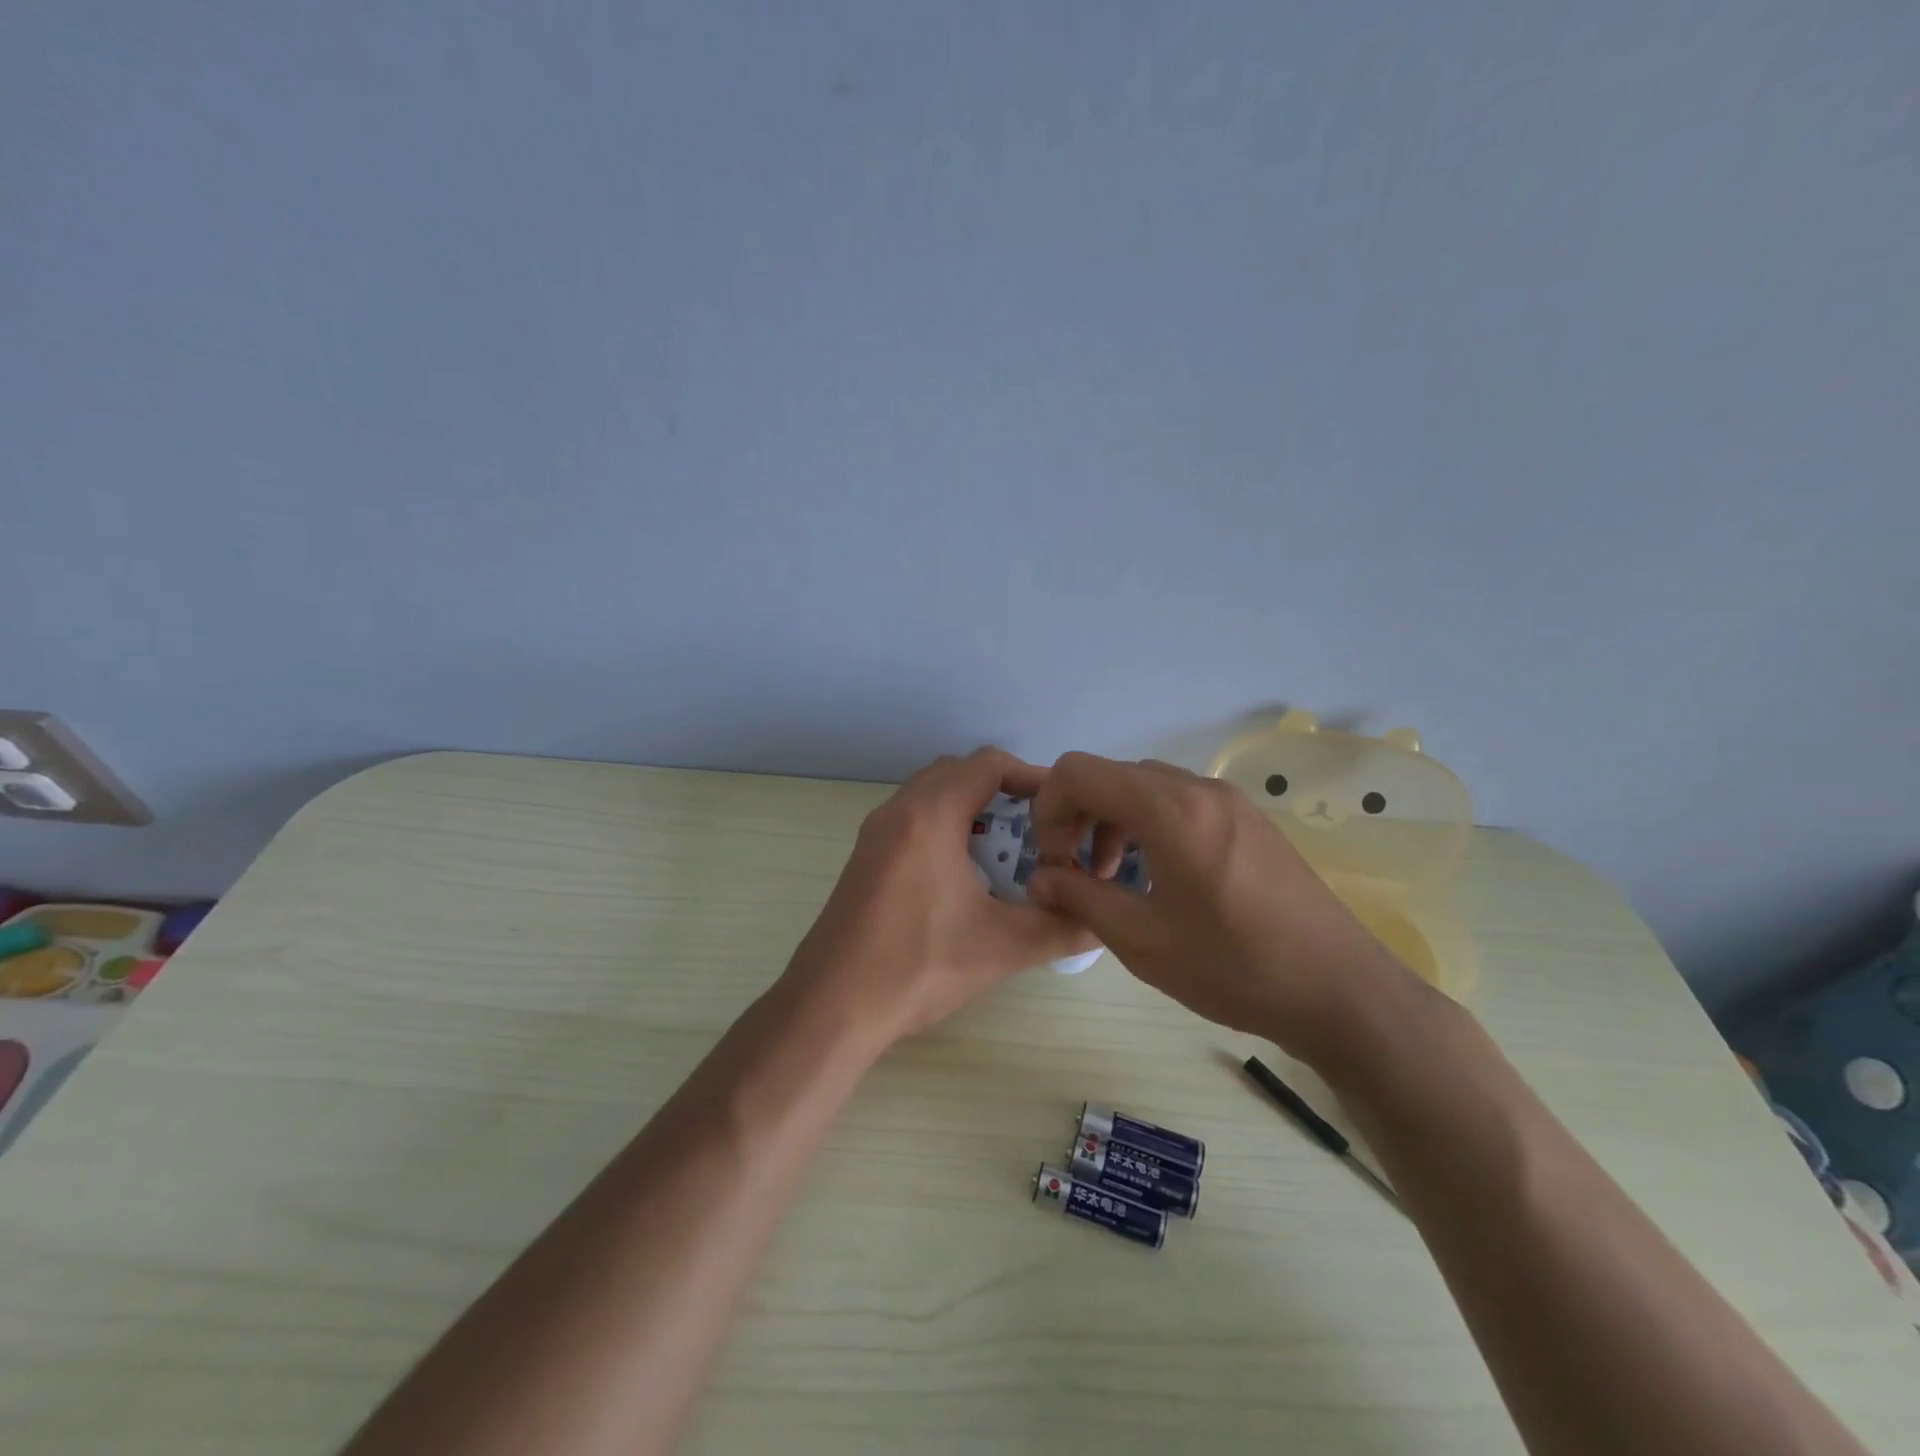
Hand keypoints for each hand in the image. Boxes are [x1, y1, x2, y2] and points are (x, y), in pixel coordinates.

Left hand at [782, 748, 1098, 1047]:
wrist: (830, 1006)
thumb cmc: (917, 966)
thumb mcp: (1002, 947)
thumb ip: (1061, 928)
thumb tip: (1103, 922)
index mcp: (929, 816)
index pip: (988, 764)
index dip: (1031, 776)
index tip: (1060, 809)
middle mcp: (898, 811)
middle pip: (958, 772)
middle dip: (1001, 791)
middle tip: (1036, 829)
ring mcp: (875, 834)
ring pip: (931, 795)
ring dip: (971, 809)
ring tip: (1005, 851)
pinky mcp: (865, 859)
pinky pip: (913, 820)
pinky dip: (945, 828)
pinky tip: (965, 876)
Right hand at [1025, 753, 1419, 1066]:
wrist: (1341, 991)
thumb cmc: (1234, 968)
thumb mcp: (1142, 941)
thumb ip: (1079, 898)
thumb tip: (1039, 878)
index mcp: (1169, 809)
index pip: (1078, 772)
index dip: (1048, 809)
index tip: (1053, 861)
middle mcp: (1198, 788)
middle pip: (1110, 774)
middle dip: (1077, 815)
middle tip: (1074, 871)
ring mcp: (1229, 799)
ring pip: (1144, 786)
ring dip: (1111, 820)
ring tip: (1111, 875)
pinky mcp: (1248, 818)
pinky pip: (1178, 801)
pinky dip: (1147, 824)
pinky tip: (1156, 875)